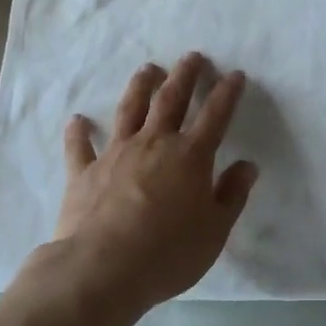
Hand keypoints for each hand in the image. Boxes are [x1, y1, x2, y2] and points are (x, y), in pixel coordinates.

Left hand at [54, 53, 260, 312]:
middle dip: (184, 75)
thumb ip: (232, 195)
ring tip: (148, 69)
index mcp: (190, 156)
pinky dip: (79, 132)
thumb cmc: (168, 252)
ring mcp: (117, 153)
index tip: (235, 74)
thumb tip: (247, 165)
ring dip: (140, 87)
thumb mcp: (215, 230)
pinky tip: (77, 120)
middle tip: (191, 56)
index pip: (215, 115)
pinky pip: (81, 146)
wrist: (103, 269)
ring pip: (129, 109)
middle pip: (171, 100)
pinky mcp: (85, 172)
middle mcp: (154, 143)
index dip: (227, 93)